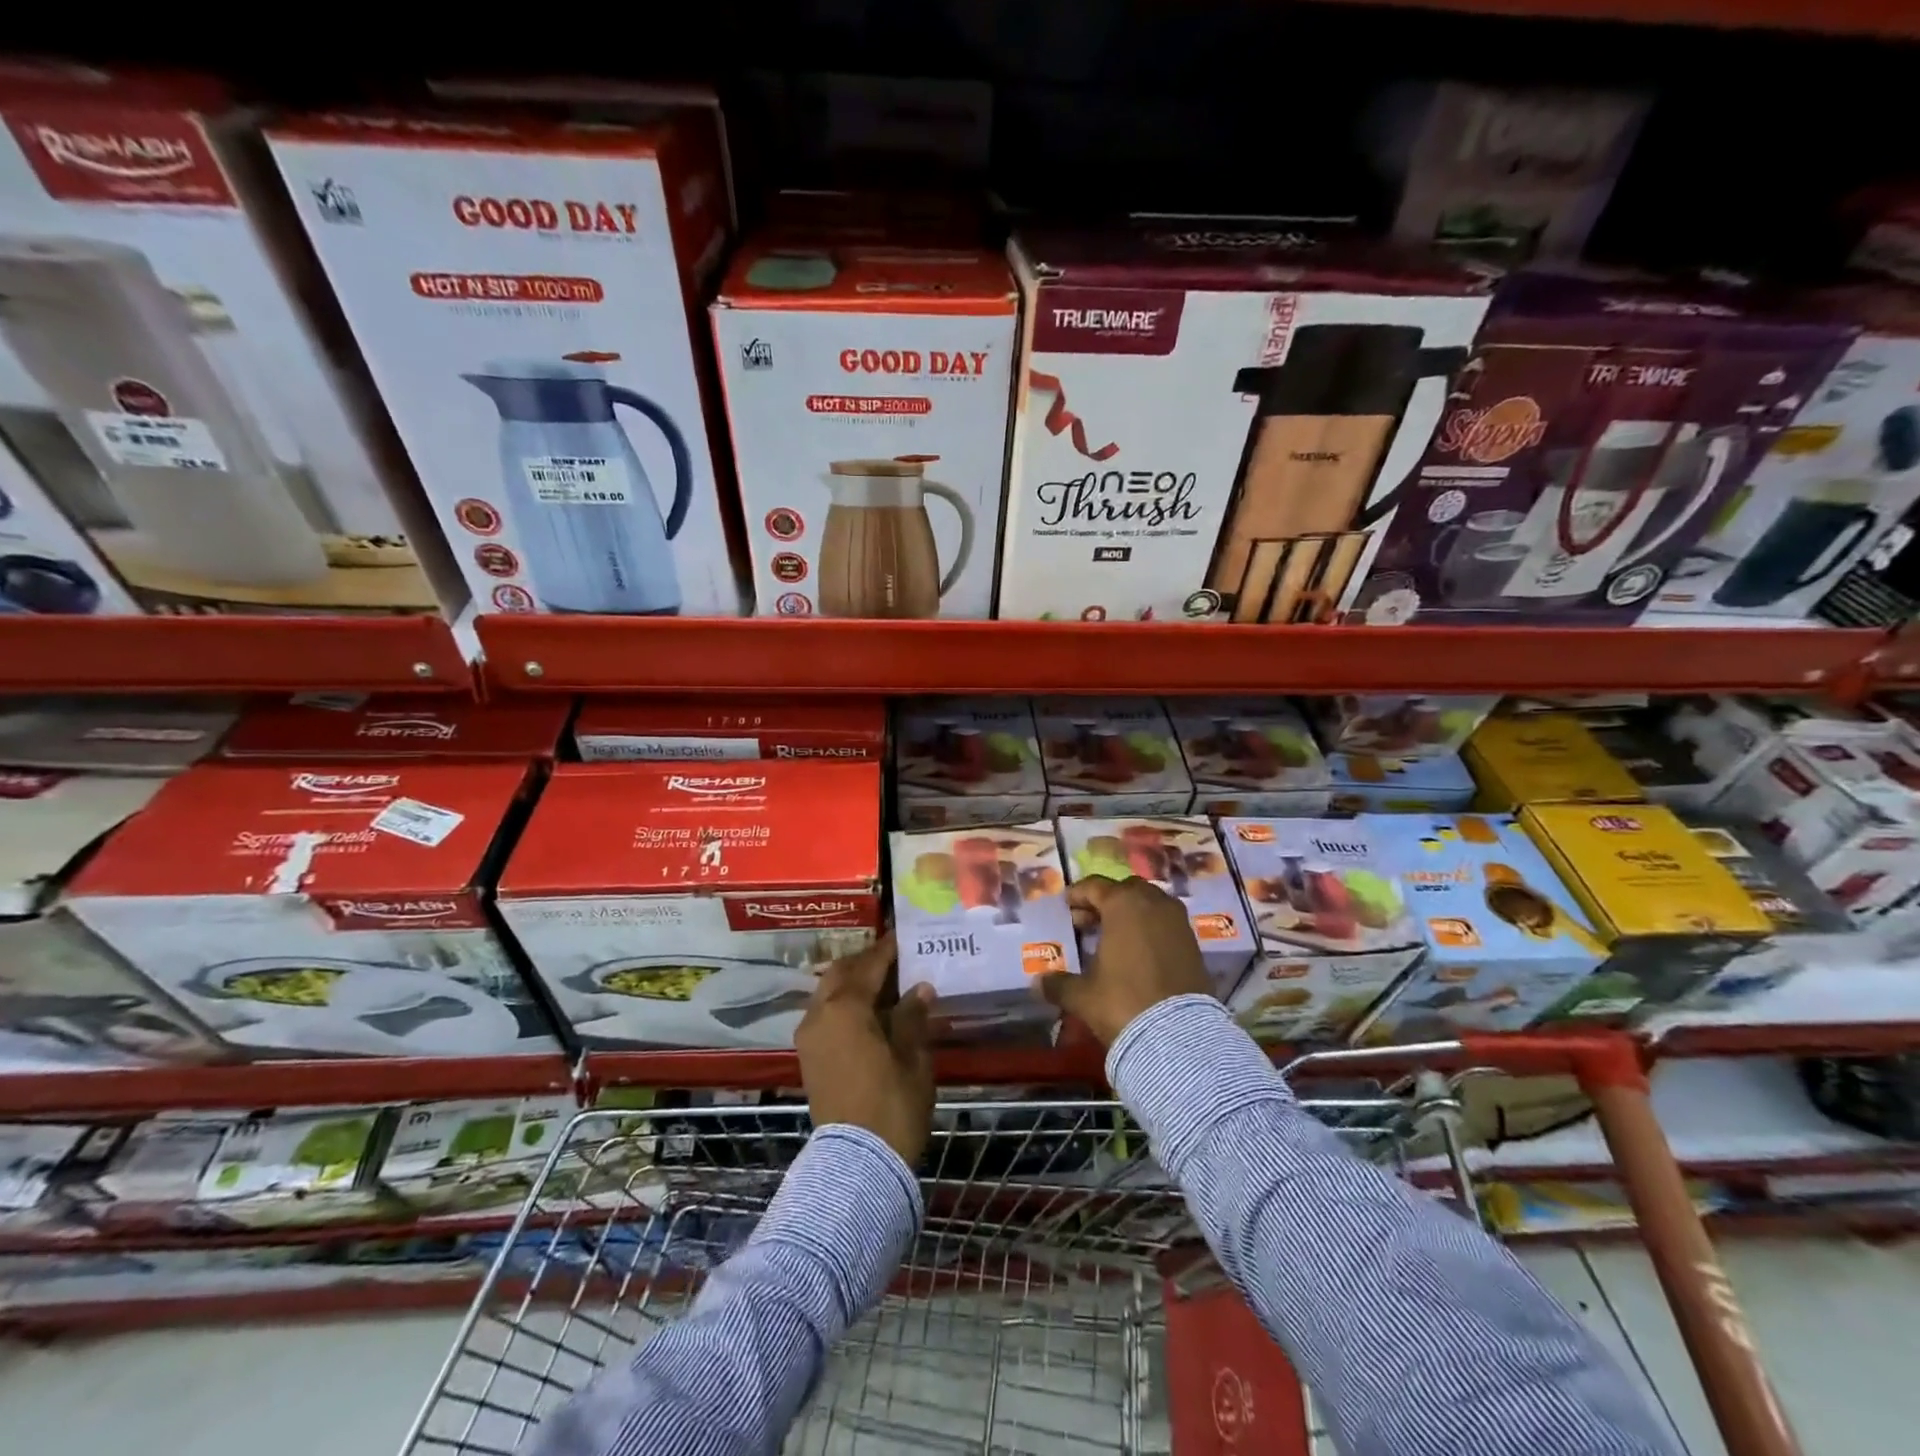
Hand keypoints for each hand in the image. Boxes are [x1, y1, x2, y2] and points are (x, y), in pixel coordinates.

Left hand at [795, 933, 935, 1165]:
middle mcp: (820, 1014)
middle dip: (866, 962)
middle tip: (896, 959)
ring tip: (887, 985)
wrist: (856, 1165)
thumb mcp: (912, 1058)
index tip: (905, 935)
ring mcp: (809, 1037)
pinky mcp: (809, 1058)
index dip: (888, 948)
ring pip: (829, 993)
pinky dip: (845, 1004)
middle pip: (841, 973)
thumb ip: (912, 1017)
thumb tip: (920, 988)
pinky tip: (871, 1013)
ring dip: (854, 983)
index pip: (869, 964)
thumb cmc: (891, 1105)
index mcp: (845, 1008)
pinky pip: (825, 1014)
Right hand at [1038, 875, 1211, 1045]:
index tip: (1066, 905)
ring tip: (1114, 936)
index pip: (1095, 887)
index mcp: (1123, 905)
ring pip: (1150, 904)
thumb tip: (1037, 983)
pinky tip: (1137, 951)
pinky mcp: (1194, 943)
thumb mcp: (1083, 995)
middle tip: (1088, 922)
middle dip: (1106, 901)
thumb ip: (1059, 984)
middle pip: (1126, 890)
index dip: (1078, 895)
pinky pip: (1166, 923)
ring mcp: (1178, 922)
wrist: (1179, 1037)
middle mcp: (1153, 903)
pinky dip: (1150, 928)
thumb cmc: (1123, 1002)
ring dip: (1131, 913)